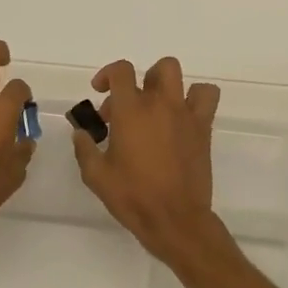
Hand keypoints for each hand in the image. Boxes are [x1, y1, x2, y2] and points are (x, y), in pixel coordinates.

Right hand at [71, 56, 223, 265]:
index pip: (121, 71)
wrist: (174, 219)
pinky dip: (196, 98)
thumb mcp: (96, 175)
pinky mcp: (203, 129)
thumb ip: (84, 148)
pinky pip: (207, 97)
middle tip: (127, 107)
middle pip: (157, 69)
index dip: (108, 74)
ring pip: (182, 77)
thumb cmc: (132, 196)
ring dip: (166, 85)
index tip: (100, 92)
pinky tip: (182, 118)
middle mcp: (160, 104)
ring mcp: (185, 115)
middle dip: (140, 81)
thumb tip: (81, 132)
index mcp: (130, 111)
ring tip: (157, 107)